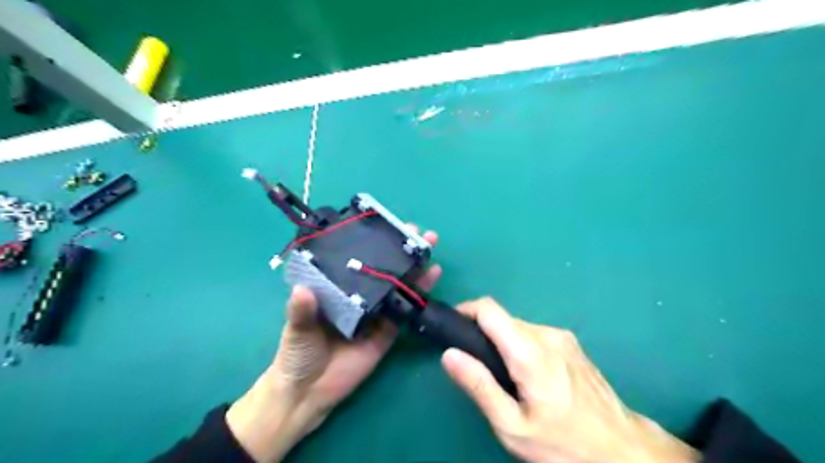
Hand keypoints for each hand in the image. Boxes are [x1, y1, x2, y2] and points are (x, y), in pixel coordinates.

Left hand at [224, 224, 440, 462]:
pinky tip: (432, 276)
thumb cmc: (297, 354)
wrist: (309, 394)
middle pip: (382, 269)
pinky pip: (406, 311)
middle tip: (417, 232)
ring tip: (430, 247)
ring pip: (398, 286)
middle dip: (400, 250)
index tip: (385, 226)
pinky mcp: (388, 331)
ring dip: (415, 267)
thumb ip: (301, 312)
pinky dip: (419, 295)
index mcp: (336, 288)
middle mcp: (359, 295)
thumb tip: (302, 291)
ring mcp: (376, 312)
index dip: (371, 243)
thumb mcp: (297, 331)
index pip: (355, 260)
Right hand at [441, 298, 697, 462]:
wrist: (623, 451)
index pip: (489, 309)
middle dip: (484, 334)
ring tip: (504, 377)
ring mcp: (563, 337)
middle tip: (477, 367)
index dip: (466, 310)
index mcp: (529, 351)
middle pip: (503, 319)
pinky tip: (529, 376)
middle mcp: (547, 334)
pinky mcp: (572, 344)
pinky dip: (522, 346)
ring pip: (519, 327)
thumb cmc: (564, 443)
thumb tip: (449, 354)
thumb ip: (479, 385)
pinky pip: (536, 335)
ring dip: (503, 342)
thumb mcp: (512, 425)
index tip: (453, 326)